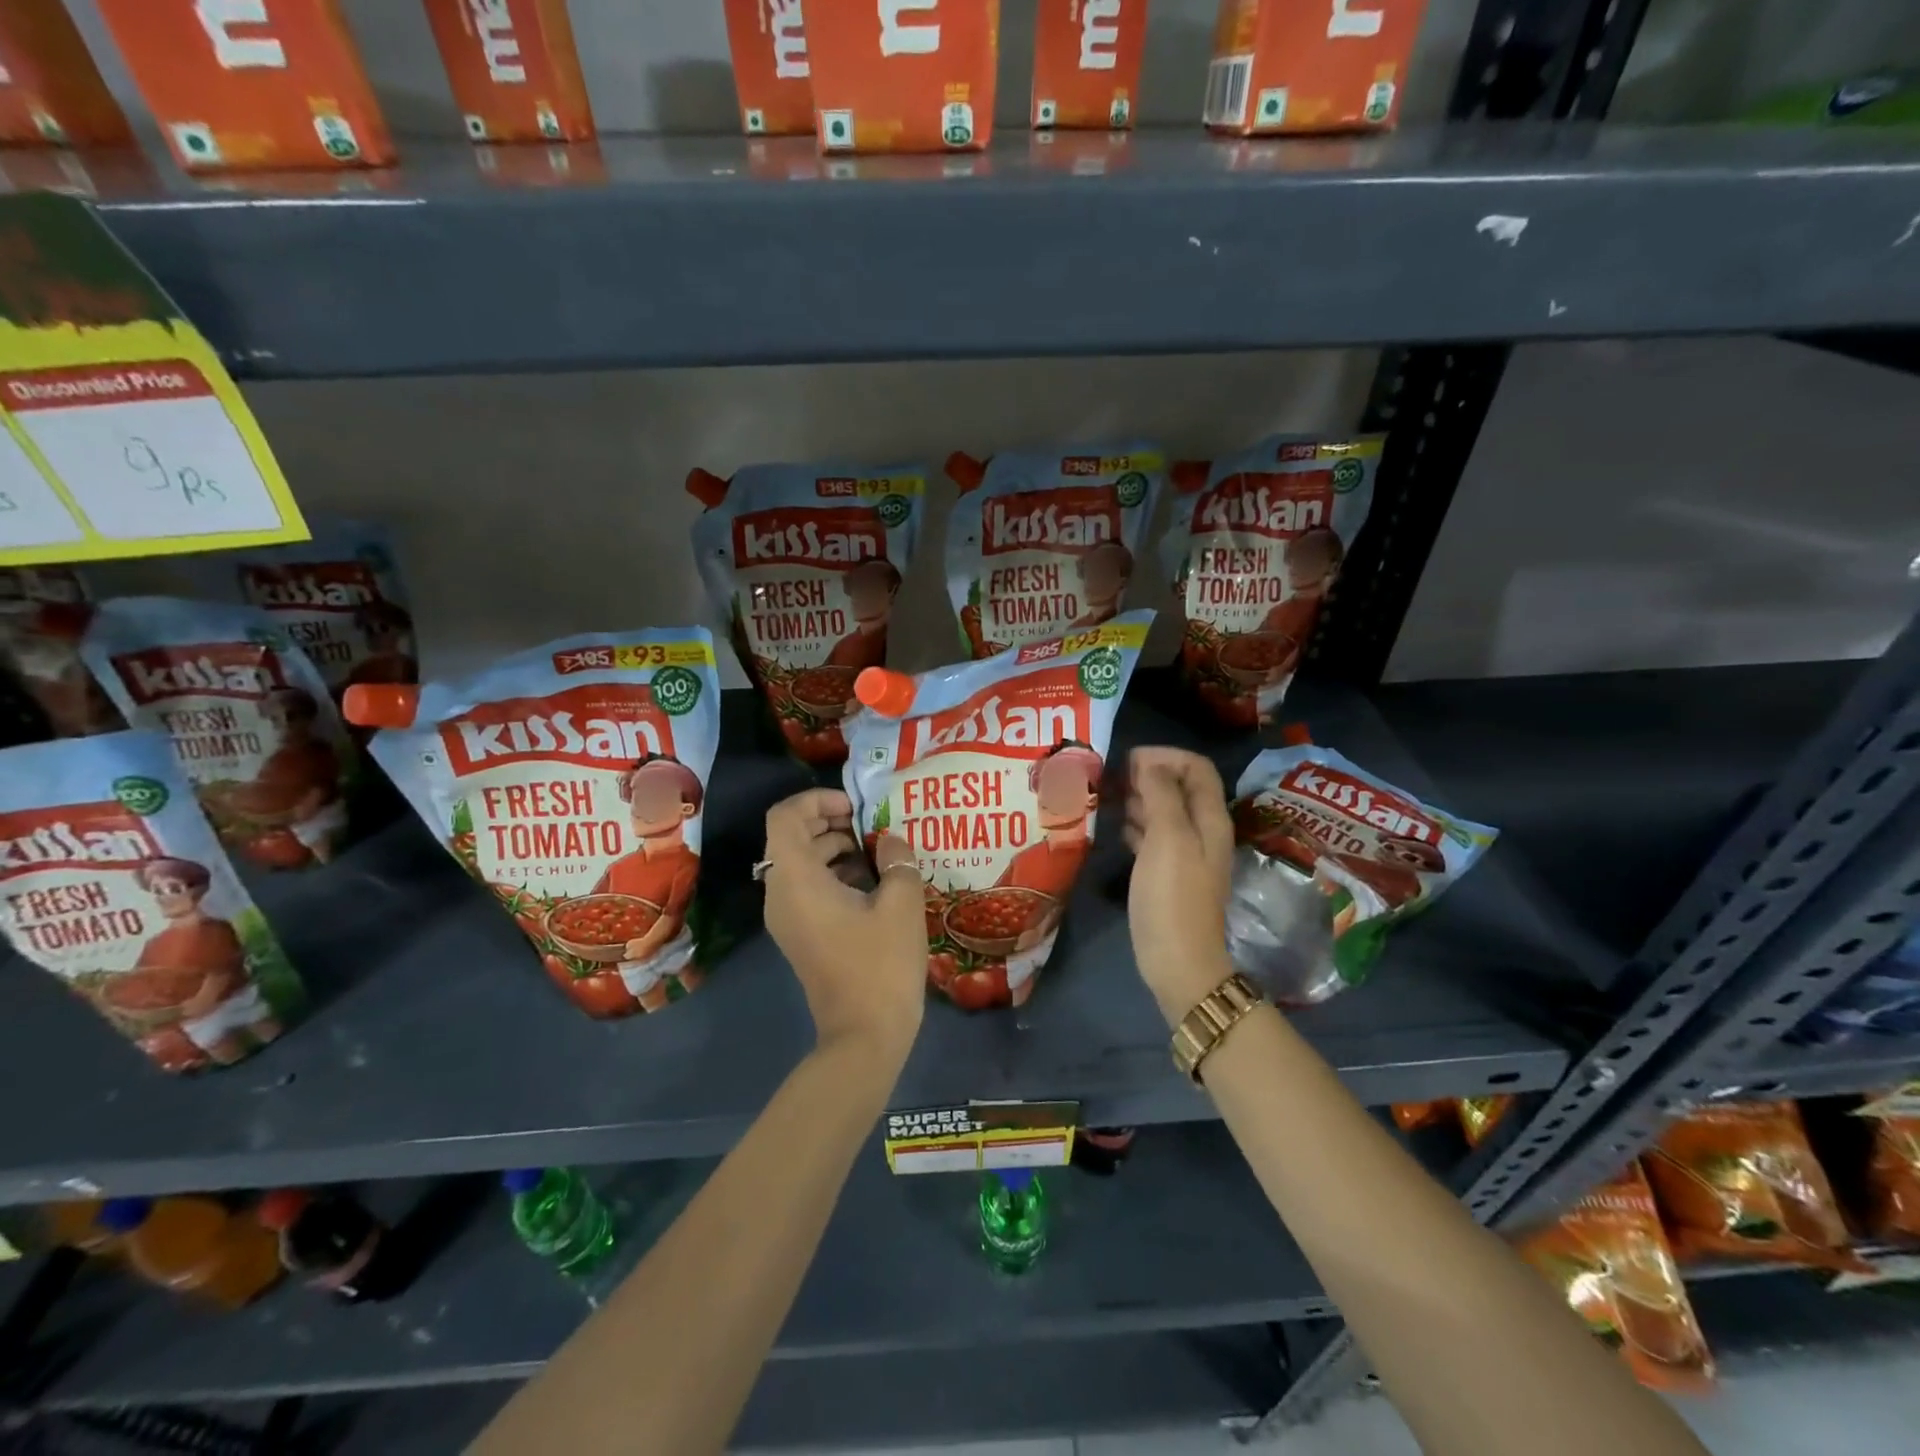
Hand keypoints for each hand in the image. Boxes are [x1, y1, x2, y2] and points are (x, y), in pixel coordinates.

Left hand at [762, 788, 926, 1065]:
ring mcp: (787, 916)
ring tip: (878, 851)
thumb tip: (890, 840)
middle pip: (791, 836)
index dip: (817, 800)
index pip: (785, 816)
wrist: (864, 1034)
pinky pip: (808, 887)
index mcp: (796, 879)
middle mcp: (781, 893)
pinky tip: (873, 882)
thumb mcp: (901, 903)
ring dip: (835, 847)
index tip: (856, 806)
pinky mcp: (800, 933)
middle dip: (830, 821)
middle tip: (871, 825)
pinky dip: (834, 873)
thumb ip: (897, 859)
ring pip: (800, 862)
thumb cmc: (881, 964)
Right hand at [1124, 747, 1235, 1025]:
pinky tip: (1115, 826)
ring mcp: (1184, 853)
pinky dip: (1135, 824)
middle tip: (1111, 778)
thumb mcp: (1167, 838)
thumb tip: (1150, 763)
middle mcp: (1201, 830)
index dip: (1165, 756)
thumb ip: (1161, 795)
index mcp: (1209, 818)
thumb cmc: (1172, 896)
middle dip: (1147, 774)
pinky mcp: (1167, 873)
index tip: (1128, 762)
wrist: (1177, 960)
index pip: (1196, 767)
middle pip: (1179, 786)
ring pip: (1163, 810)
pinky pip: (1152, 836)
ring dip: (1138, 798)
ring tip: (1106, 796)